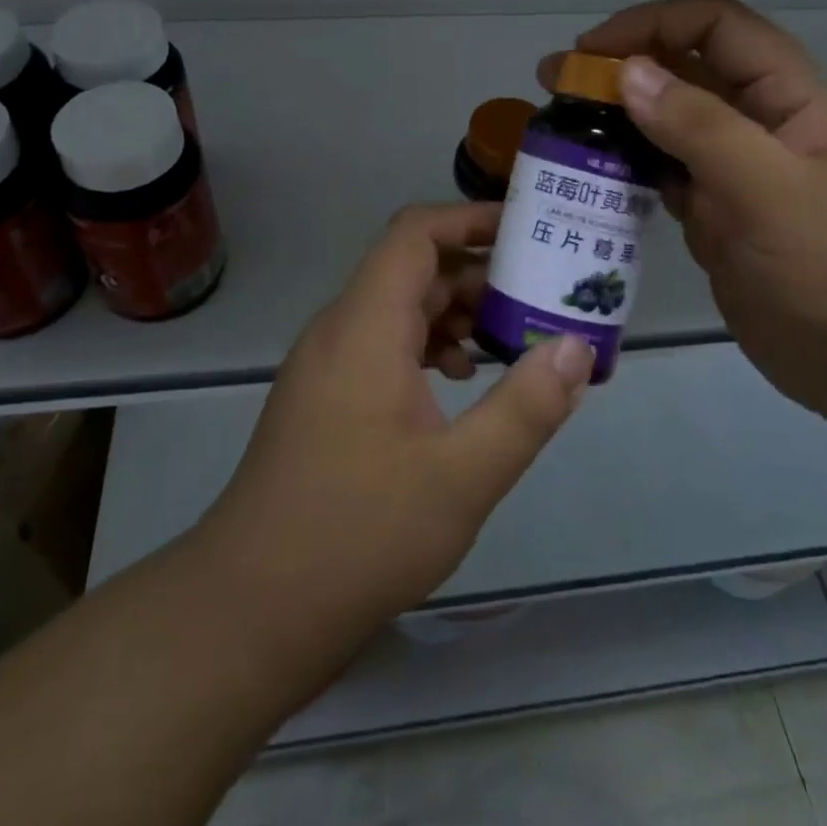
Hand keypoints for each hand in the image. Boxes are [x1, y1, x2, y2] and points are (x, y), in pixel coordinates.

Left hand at [198, 203, 593, 643]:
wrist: (251, 608)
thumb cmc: (358, 534)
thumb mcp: (461, 476)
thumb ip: (525, 407)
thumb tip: (575, 347)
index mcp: (365, 325)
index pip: (416, 233)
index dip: (470, 219)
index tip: (526, 232)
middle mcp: (340, 329)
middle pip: (412, 269)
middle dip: (477, 275)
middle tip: (539, 299)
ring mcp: (326, 363)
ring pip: (398, 309)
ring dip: (455, 315)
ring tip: (510, 345)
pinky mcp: (324, 395)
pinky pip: (382, 344)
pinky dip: (427, 347)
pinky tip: (460, 386)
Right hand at [540, 0, 826, 430]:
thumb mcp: (774, 193)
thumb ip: (701, 128)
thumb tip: (628, 72)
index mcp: (792, 99)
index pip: (718, 27)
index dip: (653, 24)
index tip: (591, 52)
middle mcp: (762, 126)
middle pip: (685, 73)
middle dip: (621, 70)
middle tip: (553, 86)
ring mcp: (739, 175)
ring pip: (669, 127)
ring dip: (618, 121)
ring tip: (559, 131)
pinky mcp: (721, 219)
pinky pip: (666, 178)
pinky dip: (629, 171)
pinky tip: (591, 179)